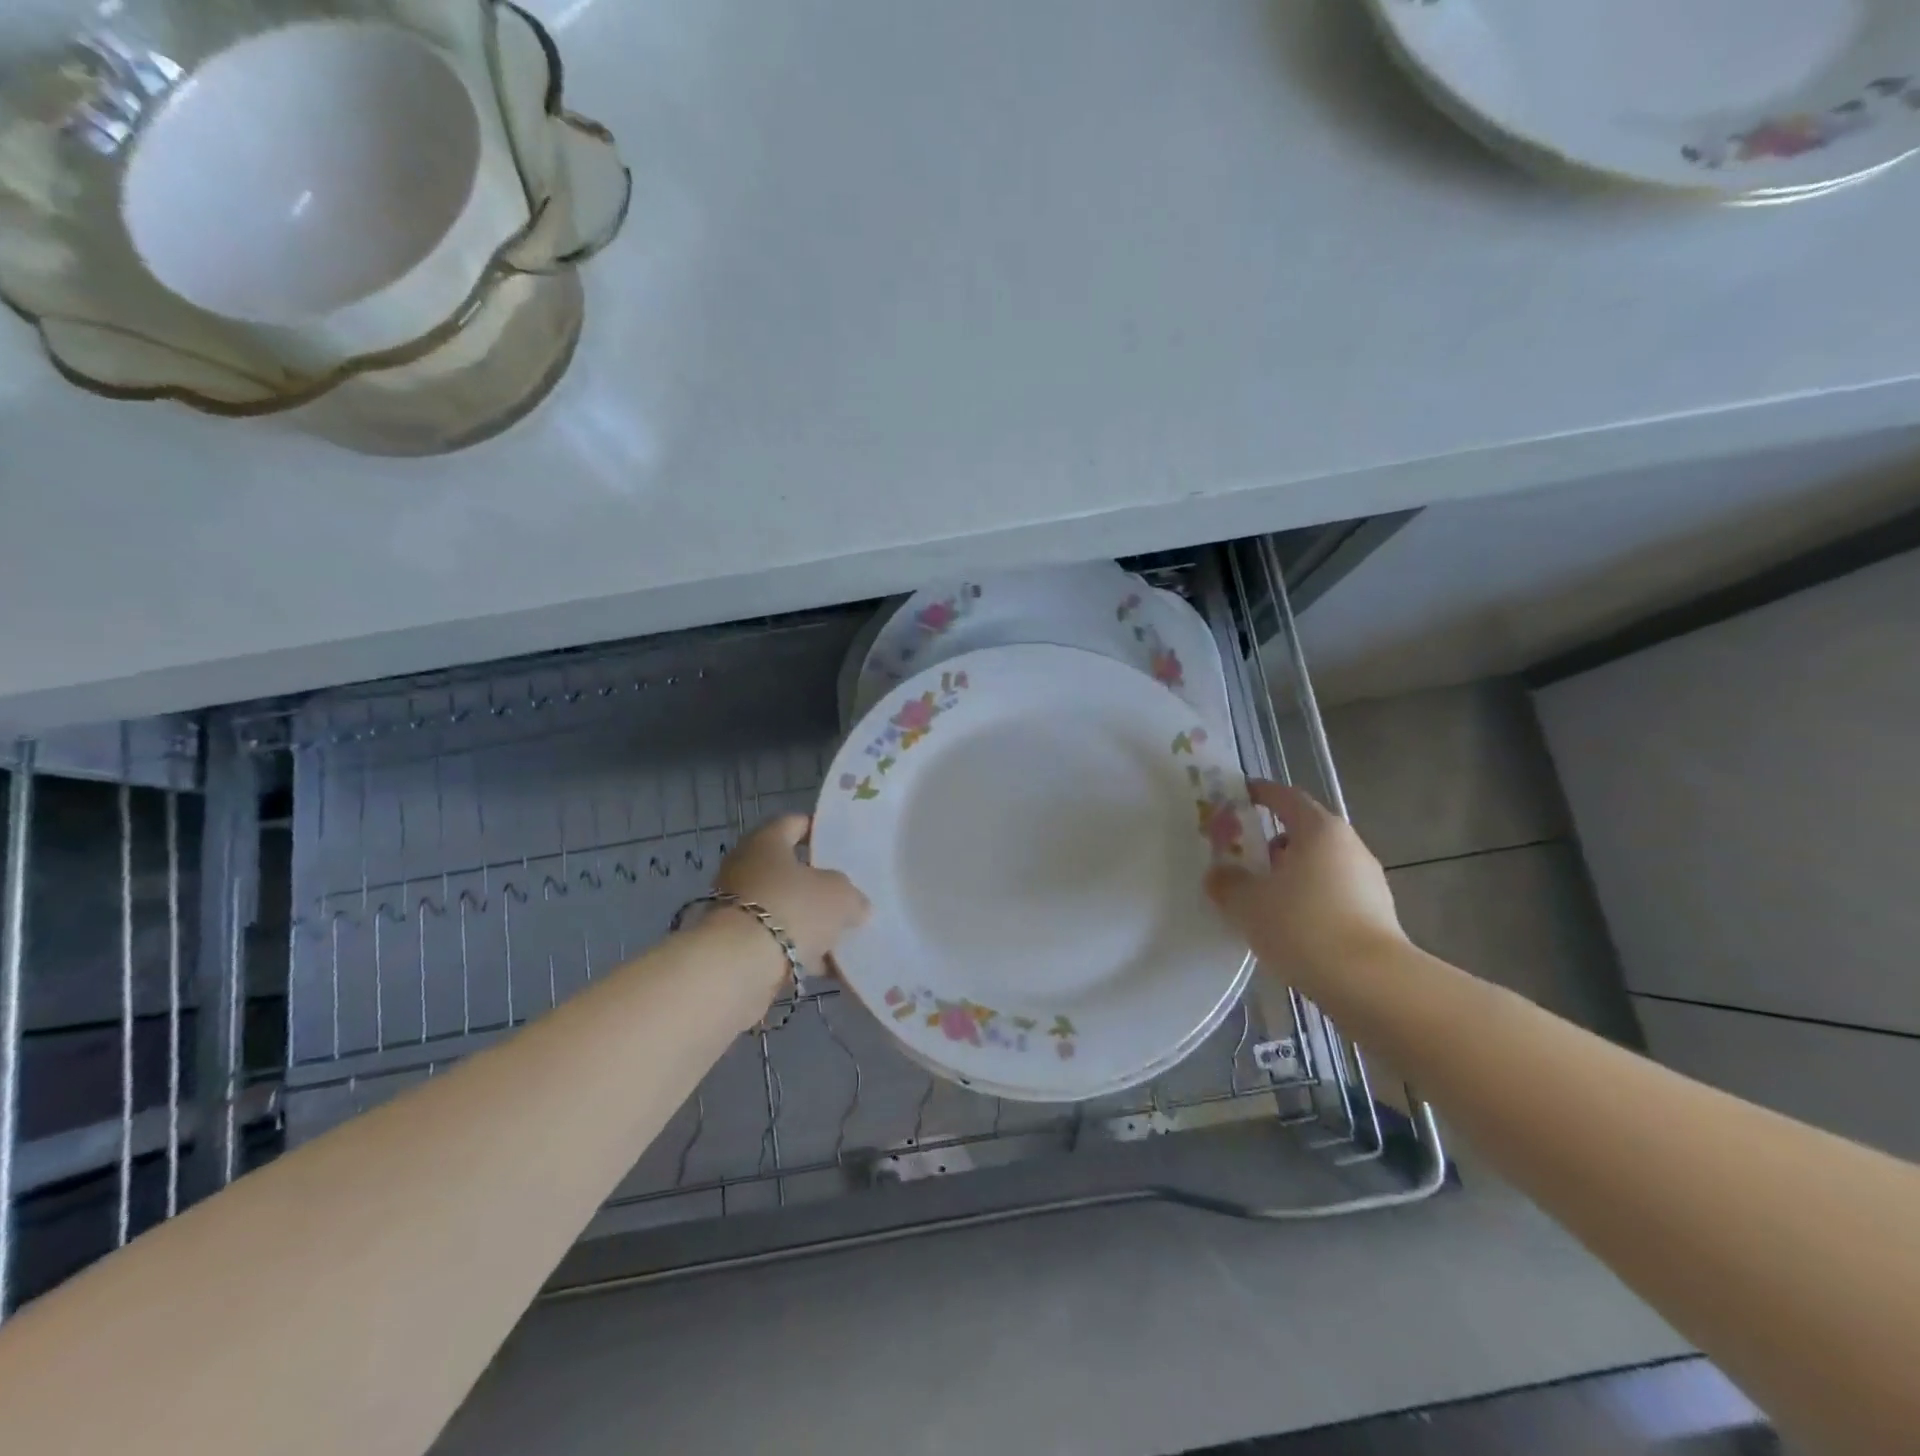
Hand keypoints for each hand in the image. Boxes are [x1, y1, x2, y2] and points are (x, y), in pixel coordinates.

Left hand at [715, 815, 869, 974]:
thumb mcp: (840, 896)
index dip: (819, 830)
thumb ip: (852, 896)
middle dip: (816, 883)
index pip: (794, 823)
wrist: (740, 965)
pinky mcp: (735, 942)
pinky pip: (775, 940)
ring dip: (808, 920)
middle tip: (846, 892)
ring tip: (841, 934)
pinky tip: (825, 965)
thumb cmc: (792, 908)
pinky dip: (798, 949)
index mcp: (766, 842)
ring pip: (783, 907)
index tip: (841, 843)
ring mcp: (736, 907)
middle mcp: (745, 867)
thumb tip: (856, 906)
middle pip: (788, 869)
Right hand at [1204, 780, 1407, 997]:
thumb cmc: (1303, 926)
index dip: (1260, 793)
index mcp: (1319, 830)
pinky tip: (1290, 927)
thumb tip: (1220, 874)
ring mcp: (1368, 881)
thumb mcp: (1247, 903)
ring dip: (1290, 874)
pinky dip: (1309, 900)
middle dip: (1271, 842)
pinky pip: (1332, 894)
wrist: (1371, 984)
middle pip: (1304, 832)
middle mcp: (1349, 846)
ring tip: (1262, 899)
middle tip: (1242, 858)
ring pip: (1319, 866)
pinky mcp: (1377, 914)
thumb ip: (1226, 882)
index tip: (1238, 796)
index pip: (1286, 797)